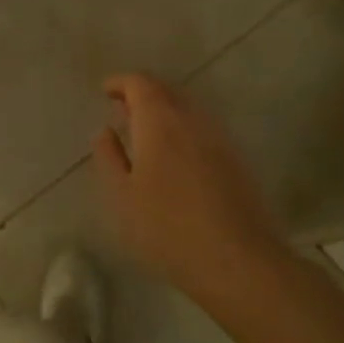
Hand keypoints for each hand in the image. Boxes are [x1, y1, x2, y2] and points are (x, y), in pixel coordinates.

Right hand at [91, 73, 282, 303]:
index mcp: (159, 121)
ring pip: (187, 108)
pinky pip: (203, 127)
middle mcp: (191, 118)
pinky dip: (183, 127)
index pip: (140, 83)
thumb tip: (105, 131)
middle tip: (122, 109)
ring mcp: (219, 137)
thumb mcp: (123, 196)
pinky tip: (175, 154)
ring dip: (164, 110)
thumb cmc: (168, 227)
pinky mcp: (236, 158)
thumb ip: (110, 157)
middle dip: (142, 93)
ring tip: (145, 131)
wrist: (238, 260)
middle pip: (166, 90)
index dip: (121, 83)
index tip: (106, 91)